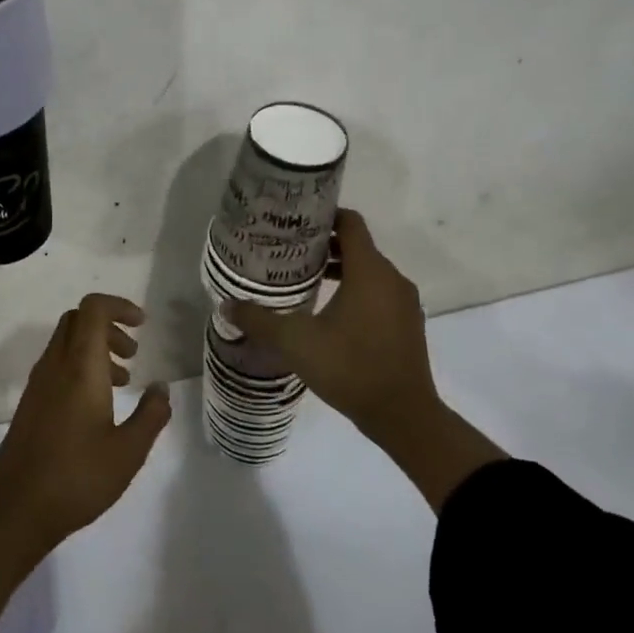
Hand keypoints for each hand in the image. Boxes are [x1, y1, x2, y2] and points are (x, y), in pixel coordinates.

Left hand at [0, 295, 169, 632]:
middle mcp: (55, 366)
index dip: (119, 306)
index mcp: (79, 366)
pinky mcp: (30, 404)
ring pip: (66, 342)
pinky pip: (57, 365)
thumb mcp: (129, 451)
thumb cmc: (77, 478)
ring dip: (96, 348)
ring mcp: (38, 384)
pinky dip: (80, 367)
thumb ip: (151, 415)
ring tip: (123, 382)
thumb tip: (161, 388)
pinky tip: (97, 406)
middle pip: (78, 320)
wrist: (15, 511)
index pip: (93, 309)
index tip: (143, 324)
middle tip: (133, 353)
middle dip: (109, 326)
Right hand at [228, 209, 437, 443]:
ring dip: (340, 270)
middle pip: (358, 246)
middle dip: (324, 245)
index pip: (350, 223)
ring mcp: (404, 303)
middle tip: (289, 252)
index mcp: (369, 271)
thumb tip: (226, 305)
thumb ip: (259, 320)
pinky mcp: (408, 324)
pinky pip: (379, 293)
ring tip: (303, 281)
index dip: (324, 216)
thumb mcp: (295, 343)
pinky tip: (329, 313)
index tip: (296, 223)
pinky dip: (356, 291)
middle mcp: (392, 279)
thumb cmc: (349, 367)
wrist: (403, 416)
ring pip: (369, 271)